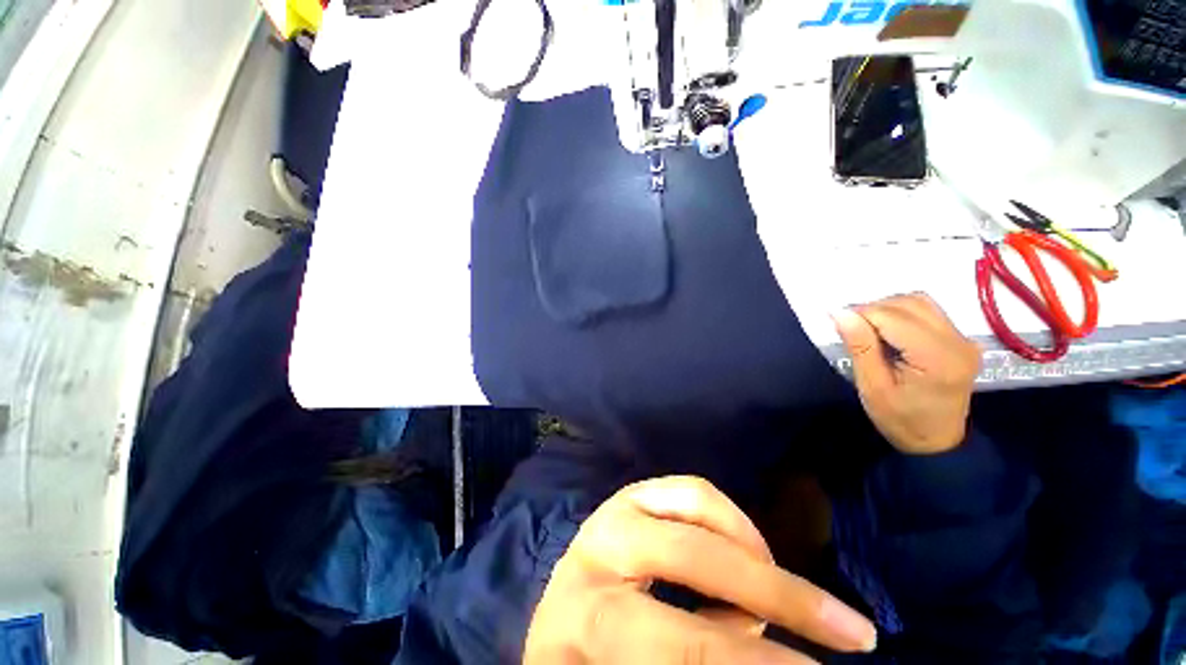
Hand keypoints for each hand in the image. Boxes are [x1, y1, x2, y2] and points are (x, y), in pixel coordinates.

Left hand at [524, 476, 876, 664]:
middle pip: (690, 554)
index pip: (677, 640)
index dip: (751, 663)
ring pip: (695, 502)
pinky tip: (744, 553)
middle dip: (775, 592)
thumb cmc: (594, 658)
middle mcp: (597, 547)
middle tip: (849, 629)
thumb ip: (699, 654)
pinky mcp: (632, 493)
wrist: (561, 616)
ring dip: (752, 547)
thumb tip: (762, 647)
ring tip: (776, 591)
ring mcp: (616, 508)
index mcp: (585, 617)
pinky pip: (691, 490)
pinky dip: (730, 519)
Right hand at [832, 293, 980, 454]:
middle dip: (873, 309)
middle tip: (852, 328)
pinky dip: (902, 313)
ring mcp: (963, 339)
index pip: (893, 317)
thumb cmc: (900, 419)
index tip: (839, 323)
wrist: (937, 441)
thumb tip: (840, 313)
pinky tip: (888, 330)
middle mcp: (957, 342)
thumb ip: (860, 347)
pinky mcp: (961, 339)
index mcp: (936, 358)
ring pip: (920, 302)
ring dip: (888, 308)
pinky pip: (928, 311)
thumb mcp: (872, 387)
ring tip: (869, 328)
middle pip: (909, 304)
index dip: (861, 314)